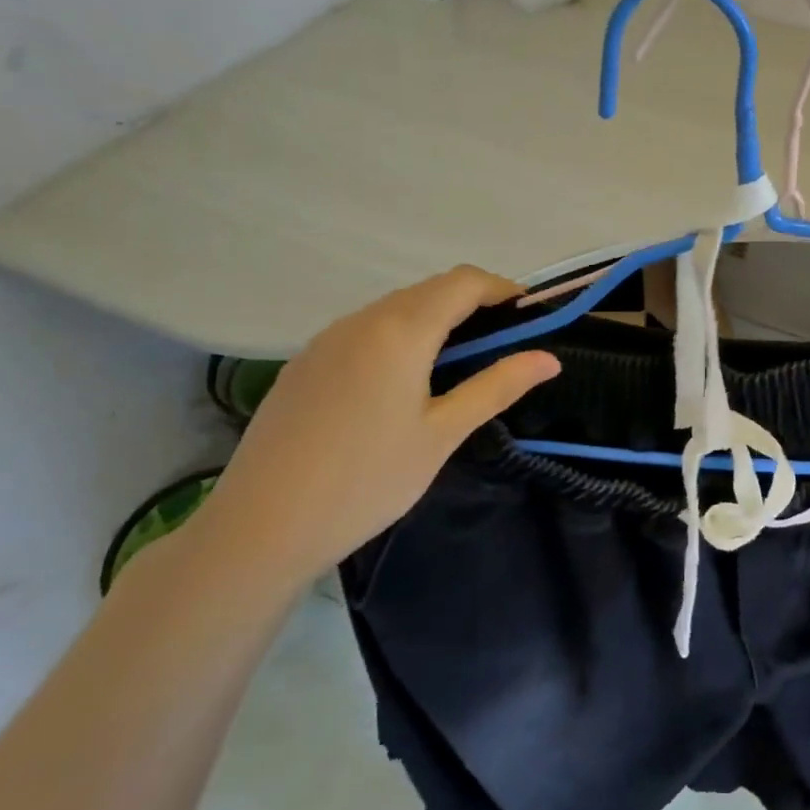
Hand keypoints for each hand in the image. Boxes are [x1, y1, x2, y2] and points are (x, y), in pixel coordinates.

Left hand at [188, 267, 559, 588]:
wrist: (260, 527)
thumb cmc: (366, 480)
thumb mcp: (443, 434)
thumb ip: (497, 386)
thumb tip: (550, 359)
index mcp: (400, 330)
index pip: (464, 283)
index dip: (503, 289)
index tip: (531, 316)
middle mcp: (361, 320)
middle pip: (430, 290)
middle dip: (473, 304)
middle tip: (503, 345)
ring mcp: (326, 339)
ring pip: (395, 308)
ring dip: (436, 319)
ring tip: (458, 366)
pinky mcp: (305, 362)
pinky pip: (365, 330)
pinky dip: (400, 336)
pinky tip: (402, 383)